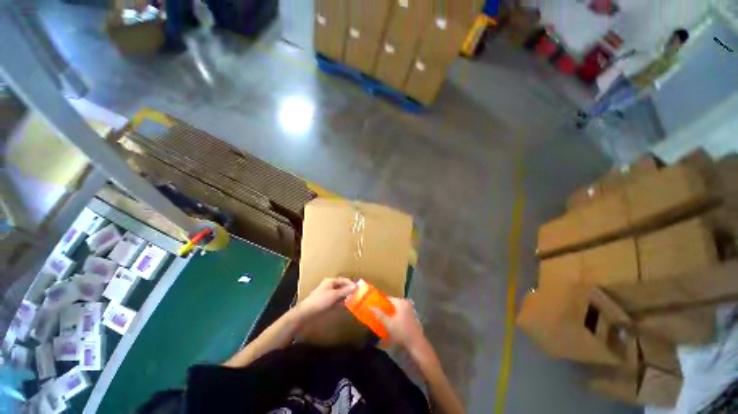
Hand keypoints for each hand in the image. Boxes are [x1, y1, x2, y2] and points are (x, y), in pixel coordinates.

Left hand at [297, 277, 355, 319]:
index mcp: (330, 281)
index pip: (344, 280)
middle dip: (349, 290)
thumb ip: (345, 291)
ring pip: (340, 294)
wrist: (306, 314)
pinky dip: (342, 302)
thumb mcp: (334, 295)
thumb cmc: (320, 301)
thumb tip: (355, 286)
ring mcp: (327, 294)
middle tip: (358, 295)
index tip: (359, 289)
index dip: (351, 284)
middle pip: (342, 287)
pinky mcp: (326, 302)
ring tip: (354, 301)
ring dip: (346, 297)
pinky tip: (347, 306)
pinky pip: (336, 300)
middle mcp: (329, 286)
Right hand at [373, 298, 426, 354]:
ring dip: (391, 313)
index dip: (381, 302)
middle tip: (377, 313)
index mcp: (401, 302)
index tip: (374, 306)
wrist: (416, 344)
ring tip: (383, 318)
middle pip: (393, 303)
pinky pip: (401, 313)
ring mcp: (411, 310)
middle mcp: (407, 303)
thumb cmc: (401, 332)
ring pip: (397, 309)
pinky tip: (392, 323)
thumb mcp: (388, 324)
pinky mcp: (412, 317)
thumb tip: (370, 306)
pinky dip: (396, 316)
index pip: (388, 298)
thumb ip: (379, 314)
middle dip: (386, 308)